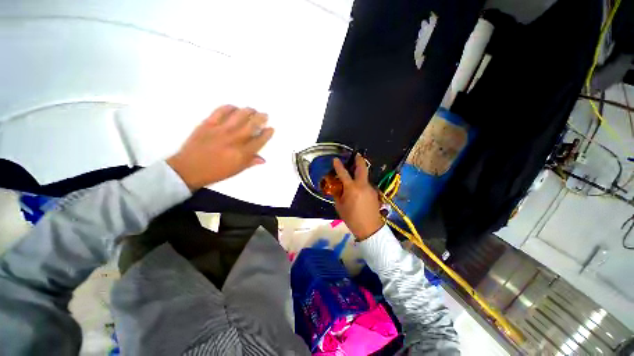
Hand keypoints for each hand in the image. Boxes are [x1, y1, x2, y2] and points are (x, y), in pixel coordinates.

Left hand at [167, 105, 273, 190]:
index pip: (260, 140)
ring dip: (248, 111)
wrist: (188, 169)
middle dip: (261, 118)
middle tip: (265, 115)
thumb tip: (263, 159)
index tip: (271, 128)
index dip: (267, 133)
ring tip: (252, 110)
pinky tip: (234, 108)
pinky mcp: (208, 124)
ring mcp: (221, 130)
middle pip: (252, 125)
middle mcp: (234, 140)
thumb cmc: (215, 172)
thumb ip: (250, 162)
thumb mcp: (236, 170)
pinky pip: (220, 111)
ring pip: (239, 115)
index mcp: (242, 153)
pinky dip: (229, 107)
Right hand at [332, 154, 383, 240]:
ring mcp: (371, 188)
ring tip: (354, 179)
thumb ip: (338, 195)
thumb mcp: (340, 206)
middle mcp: (362, 185)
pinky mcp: (375, 193)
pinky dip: (362, 185)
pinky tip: (359, 192)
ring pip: (365, 178)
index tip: (336, 159)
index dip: (338, 165)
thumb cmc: (352, 218)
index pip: (343, 173)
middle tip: (357, 155)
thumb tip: (338, 188)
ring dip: (360, 175)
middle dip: (359, 160)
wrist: (370, 228)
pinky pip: (366, 185)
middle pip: (362, 168)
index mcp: (352, 188)